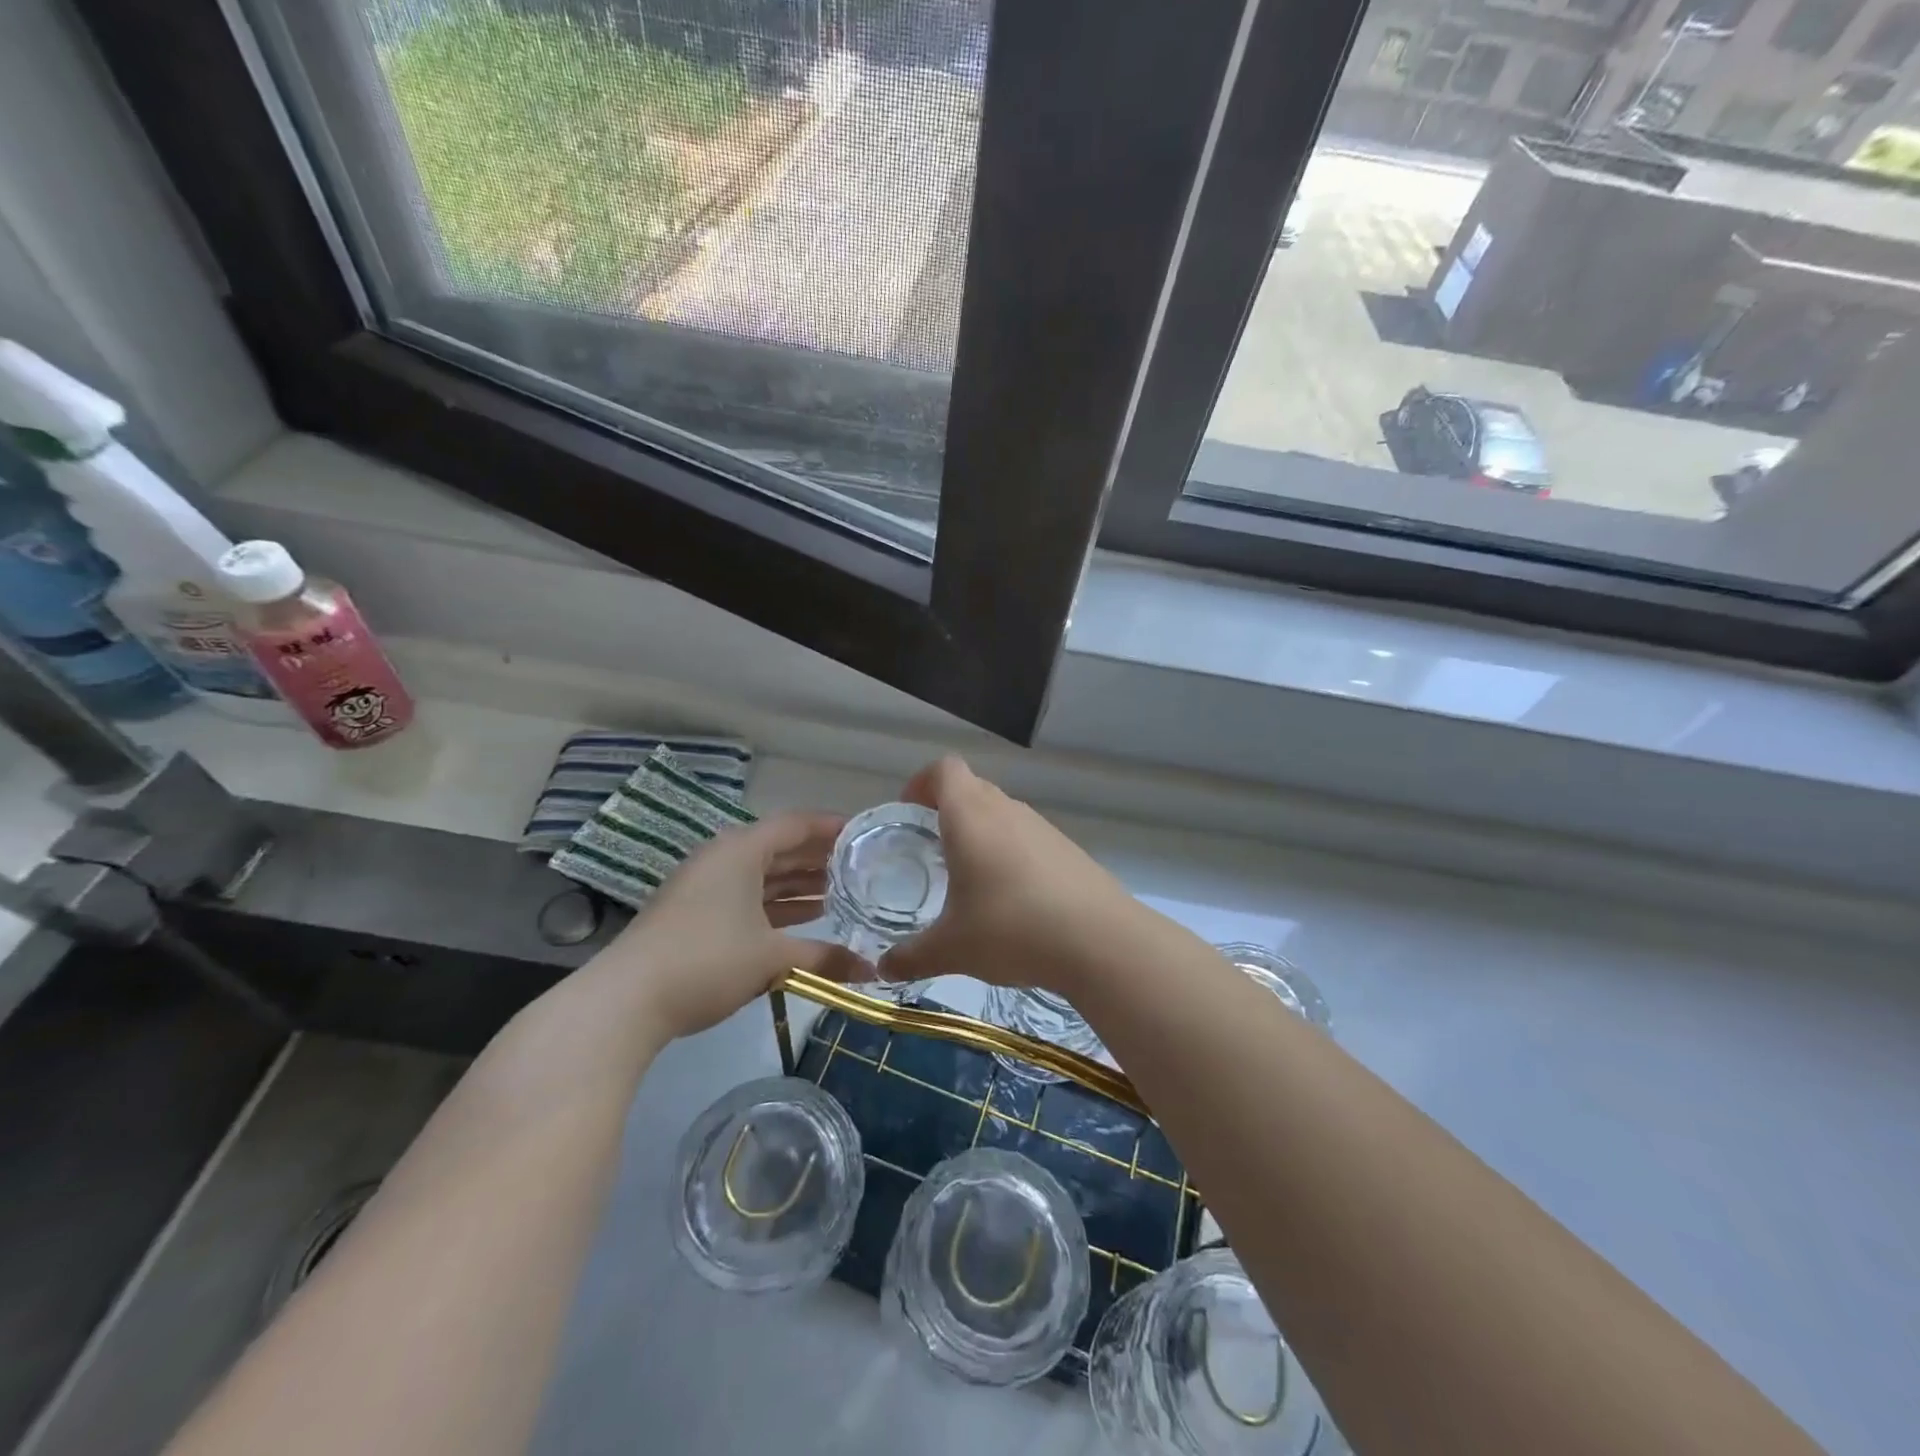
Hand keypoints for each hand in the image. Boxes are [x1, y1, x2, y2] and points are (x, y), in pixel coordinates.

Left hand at [595, 813, 865, 1039]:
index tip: (865, 834)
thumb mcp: (771, 958)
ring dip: (799, 882)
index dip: (832, 827)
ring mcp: (706, 886)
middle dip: (819, 857)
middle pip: (780, 847)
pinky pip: (748, 896)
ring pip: (763, 874)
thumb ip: (824, 957)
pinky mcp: (696, 913)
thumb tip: (871, 972)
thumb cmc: (707, 961)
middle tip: (861, 866)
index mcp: (741, 850)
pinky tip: (804, 918)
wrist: (626, 1000)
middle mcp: (723, 858)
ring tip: (841, 892)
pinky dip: (777, 904)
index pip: (796, 824)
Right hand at [878, 757, 1142, 994]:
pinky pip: (1026, 837)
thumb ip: (911, 956)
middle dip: (946, 810)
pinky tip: (1011, 898)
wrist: (1100, 941)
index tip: (907, 812)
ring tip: (968, 877)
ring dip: (981, 832)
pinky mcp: (1067, 849)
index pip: (944, 769)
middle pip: (972, 788)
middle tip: (930, 847)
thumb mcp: (952, 949)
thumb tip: (883, 968)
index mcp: (971, 816)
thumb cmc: (1012, 929)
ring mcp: (1042, 827)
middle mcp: (1006, 810)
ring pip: (1001, 813)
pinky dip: (1010, 852)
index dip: (921, 783)